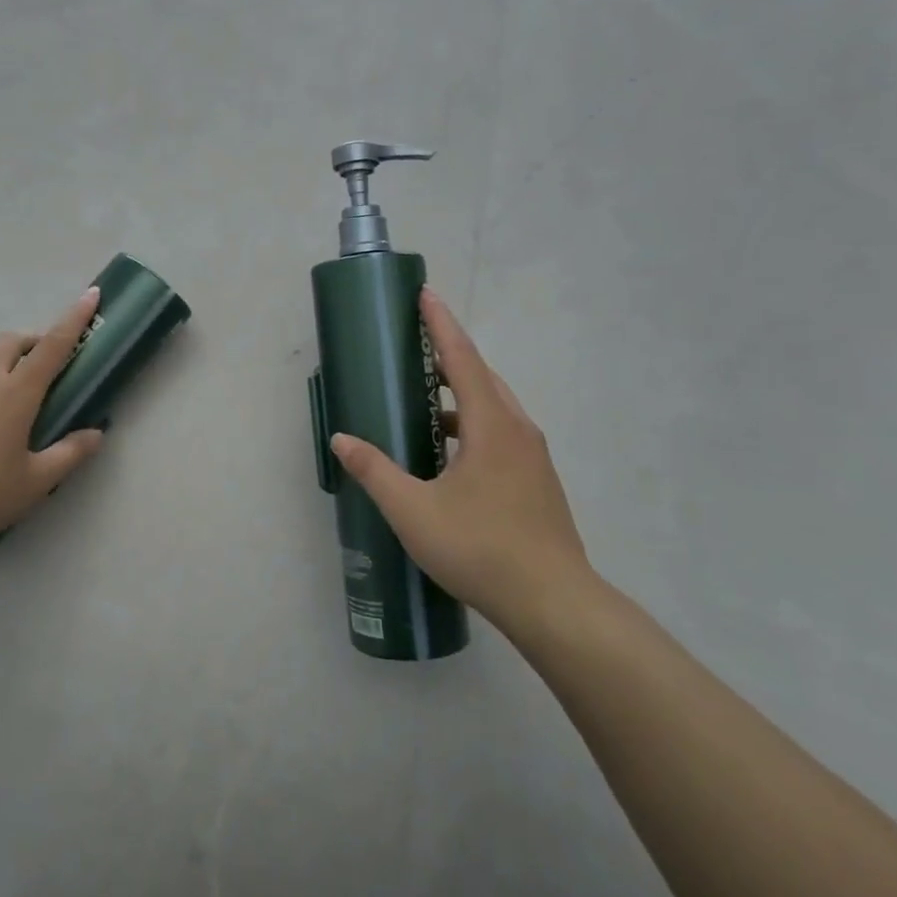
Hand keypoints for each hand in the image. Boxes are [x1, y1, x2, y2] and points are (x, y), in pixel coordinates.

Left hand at [0, 287, 106, 566]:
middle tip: (48, 366)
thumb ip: (70, 453)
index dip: (74, 319)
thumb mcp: (36, 483)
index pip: (53, 345)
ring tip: (11, 408)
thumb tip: (95, 434)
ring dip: (5, 368)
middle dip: (34, 341)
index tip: (90, 295)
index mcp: (15, 394)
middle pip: (12, 341)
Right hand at [328, 287, 591, 625]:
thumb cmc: (480, 548)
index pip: (462, 358)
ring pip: (493, 408)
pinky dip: (472, 425)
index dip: (440, 324)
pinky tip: (449, 454)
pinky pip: (501, 433)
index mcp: (492, 425)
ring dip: (460, 395)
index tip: (424, 295)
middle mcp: (518, 430)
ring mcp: (533, 456)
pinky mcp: (537, 481)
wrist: (554, 602)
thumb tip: (341, 440)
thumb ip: (375, 471)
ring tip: (424, 401)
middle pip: (481, 377)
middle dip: (448, 355)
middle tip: (414, 346)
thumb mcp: (413, 511)